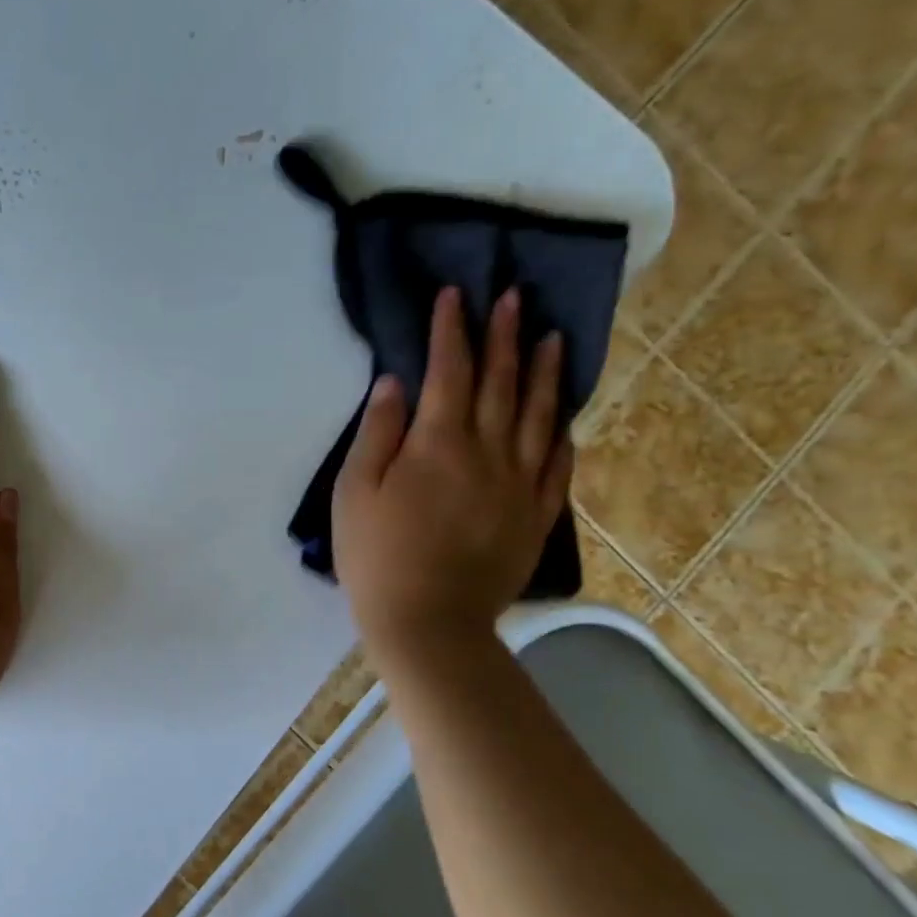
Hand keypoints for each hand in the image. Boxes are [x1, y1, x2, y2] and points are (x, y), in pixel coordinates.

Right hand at [333, 286, 572, 659]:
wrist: (428, 621)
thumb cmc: (375, 555)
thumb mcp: (355, 491)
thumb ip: (377, 433)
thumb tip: (395, 383)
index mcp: (438, 443)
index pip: (449, 371)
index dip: (451, 330)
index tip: (455, 294)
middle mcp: (487, 452)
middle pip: (499, 383)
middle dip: (503, 335)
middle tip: (512, 296)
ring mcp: (520, 483)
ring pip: (537, 414)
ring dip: (543, 371)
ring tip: (551, 336)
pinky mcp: (536, 514)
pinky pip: (558, 463)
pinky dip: (559, 431)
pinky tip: (562, 415)